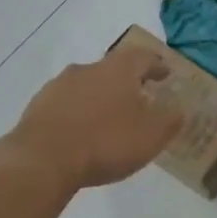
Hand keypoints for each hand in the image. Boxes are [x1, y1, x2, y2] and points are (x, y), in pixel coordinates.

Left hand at [0, 48, 183, 191]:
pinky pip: (67, 105)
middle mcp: (87, 69)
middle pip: (112, 68)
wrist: (42, 160)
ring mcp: (58, 86)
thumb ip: (170, 119)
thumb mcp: (151, 135)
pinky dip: (79, 113)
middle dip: (127, 81)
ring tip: (110, 118)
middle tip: (140, 97)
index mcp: (118, 69)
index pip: (143, 57)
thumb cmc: (105, 142)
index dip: (156, 65)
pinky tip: (82, 132)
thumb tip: (178, 107)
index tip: (165, 73)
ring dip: (101, 97)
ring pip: (87, 85)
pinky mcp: (38, 107)